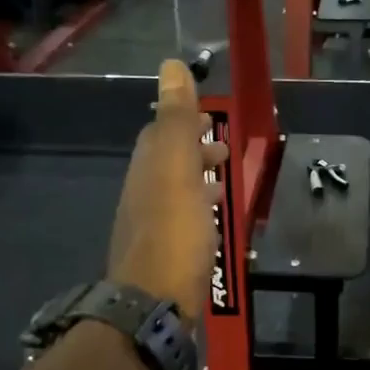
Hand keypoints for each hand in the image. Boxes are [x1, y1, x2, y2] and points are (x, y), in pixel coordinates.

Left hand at [108, 60, 227, 322]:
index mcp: (147, 170)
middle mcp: (143, 195)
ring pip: (176, 192)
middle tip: (225, 148)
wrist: (154, 304)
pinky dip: (200, 209)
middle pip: (167, 163)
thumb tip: (171, 65)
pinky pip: (183, 220)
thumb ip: (175, 119)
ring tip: (226, 181)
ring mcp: (152, 228)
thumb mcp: (177, 169)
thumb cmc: (173, 233)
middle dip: (194, 149)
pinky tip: (215, 222)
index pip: (160, 134)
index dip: (183, 121)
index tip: (211, 117)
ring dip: (199, 179)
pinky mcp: (165, 256)